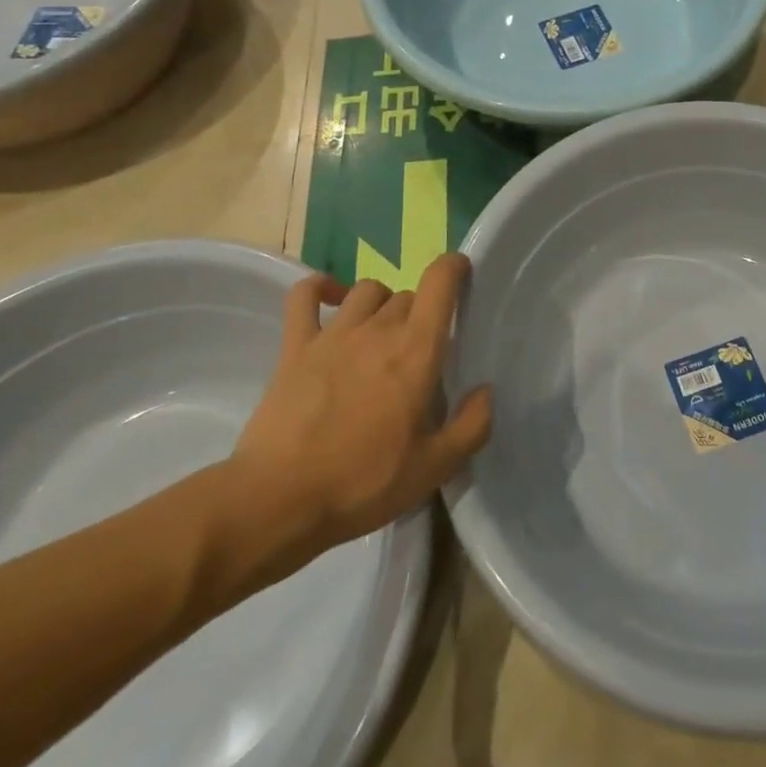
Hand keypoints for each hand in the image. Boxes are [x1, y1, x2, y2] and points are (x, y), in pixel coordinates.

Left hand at [218, 254, 492, 590]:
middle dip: (419, 313)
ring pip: (366, 290)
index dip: (454, 267)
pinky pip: (305, 296)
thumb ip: (472, 426)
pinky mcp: (295, 345)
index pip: (440, 282)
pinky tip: (330, 297)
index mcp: (416, 349)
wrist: (279, 498)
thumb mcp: (434, 468)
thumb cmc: (363, 482)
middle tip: (418, 352)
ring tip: (381, 331)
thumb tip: (486, 391)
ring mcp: (334, 333)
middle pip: (407, 295)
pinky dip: (320, 287)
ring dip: (381, 302)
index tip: (462, 274)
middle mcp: (379, 328)